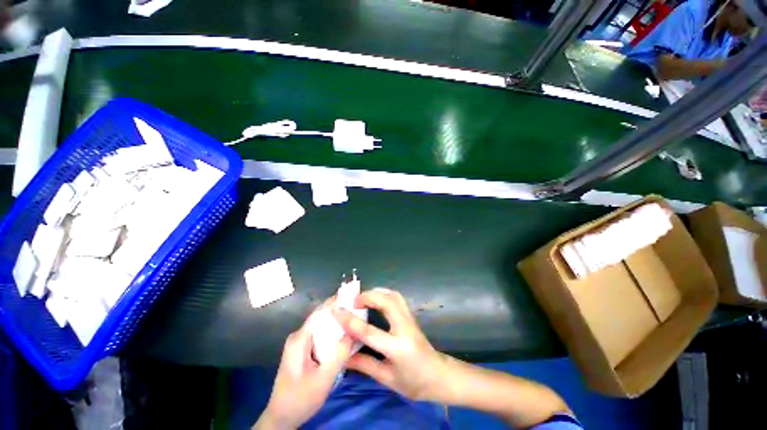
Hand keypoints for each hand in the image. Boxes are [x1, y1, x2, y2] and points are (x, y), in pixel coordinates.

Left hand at [255, 302, 353, 429]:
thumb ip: (339, 354)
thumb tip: (354, 331)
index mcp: (299, 339)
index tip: (353, 295)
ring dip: (337, 322)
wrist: (281, 418)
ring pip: (322, 326)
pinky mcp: (303, 350)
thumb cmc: (300, 399)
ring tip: (355, 319)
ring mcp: (300, 343)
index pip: (320, 312)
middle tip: (358, 308)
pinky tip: (345, 336)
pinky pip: (320, 335)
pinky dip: (333, 333)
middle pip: (321, 317)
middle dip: (339, 311)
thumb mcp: (323, 379)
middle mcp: (299, 336)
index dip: (336, 302)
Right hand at [332, 288, 449, 401]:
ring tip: (362, 298)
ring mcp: (410, 319)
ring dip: (376, 292)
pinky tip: (376, 299)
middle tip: (352, 301)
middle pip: (386, 302)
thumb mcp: (387, 378)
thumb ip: (364, 365)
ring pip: (393, 295)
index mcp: (397, 348)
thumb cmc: (413, 383)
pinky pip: (397, 297)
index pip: (369, 331)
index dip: (350, 320)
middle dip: (367, 297)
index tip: (336, 311)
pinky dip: (384, 293)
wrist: (439, 376)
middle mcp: (405, 328)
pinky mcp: (411, 315)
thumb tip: (343, 356)